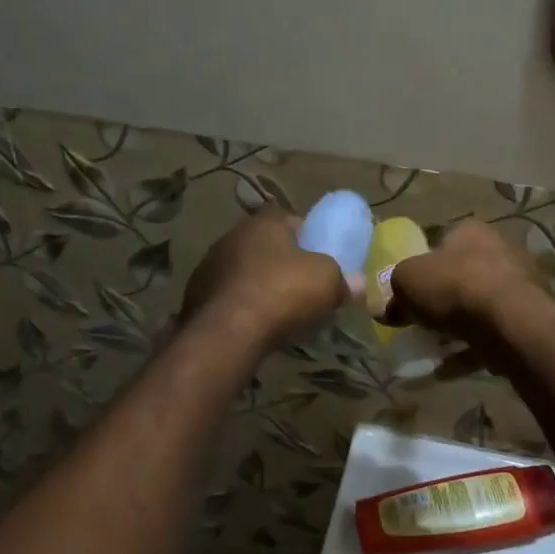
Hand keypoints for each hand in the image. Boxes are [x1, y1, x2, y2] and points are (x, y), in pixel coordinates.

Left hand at [182, 211, 354, 348]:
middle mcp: (233, 236)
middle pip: (267, 246)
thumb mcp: (328, 282)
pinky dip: (242, 307)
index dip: (310, 239)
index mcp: (264, 222)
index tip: (322, 260)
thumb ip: (345, 279)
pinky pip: (229, 297)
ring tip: (280, 311)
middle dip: (284, 264)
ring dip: (260, 286)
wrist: (227, 332)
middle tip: (304, 287)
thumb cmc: (283, 292)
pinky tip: (255, 326)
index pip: (292, 221)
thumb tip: (359, 283)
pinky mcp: (195, 296)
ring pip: (245, 272)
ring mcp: (209, 266)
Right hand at [381, 222, 549, 341]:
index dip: (421, 265)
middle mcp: (500, 250)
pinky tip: (446, 370)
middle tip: (419, 320)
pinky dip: (469, 351)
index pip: (441, 241)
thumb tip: (388, 308)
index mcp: (471, 231)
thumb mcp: (407, 281)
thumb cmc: (456, 287)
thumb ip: (394, 291)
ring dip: (456, 327)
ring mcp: (521, 286)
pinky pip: (491, 335)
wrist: (512, 323)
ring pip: (479, 306)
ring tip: (431, 349)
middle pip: (462, 275)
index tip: (407, 291)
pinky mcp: (530, 319)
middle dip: (441, 298)